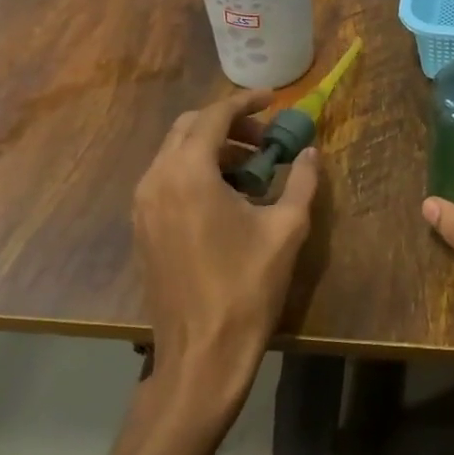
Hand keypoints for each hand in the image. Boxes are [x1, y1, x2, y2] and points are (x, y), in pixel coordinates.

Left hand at [133, 89, 320, 414]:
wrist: (201, 355)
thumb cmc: (247, 287)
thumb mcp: (286, 229)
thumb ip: (301, 181)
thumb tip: (311, 152)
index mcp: (189, 173)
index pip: (214, 116)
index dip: (246, 102)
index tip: (274, 99)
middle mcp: (156, 180)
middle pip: (188, 127)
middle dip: (228, 123)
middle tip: (265, 135)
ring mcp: (143, 206)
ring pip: (174, 152)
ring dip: (212, 146)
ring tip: (252, 165)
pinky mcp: (142, 228)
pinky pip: (166, 178)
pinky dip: (196, 170)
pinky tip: (227, 194)